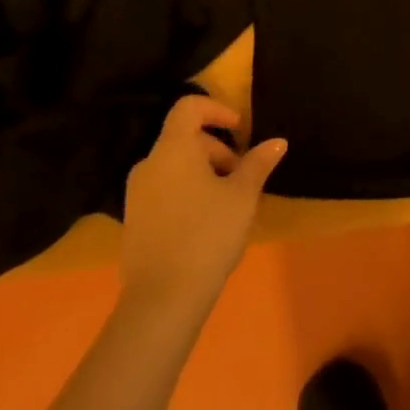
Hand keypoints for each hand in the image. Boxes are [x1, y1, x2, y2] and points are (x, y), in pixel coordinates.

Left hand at [117, 96, 285, 316]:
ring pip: (175, 166)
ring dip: (203, 173)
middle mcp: (149, 165)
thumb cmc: (207, 235)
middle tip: (242, 176)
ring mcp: (136, 195)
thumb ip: (258, 163)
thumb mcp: (242, 196)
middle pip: (184, 138)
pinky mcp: (133, 222)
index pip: (189, 108)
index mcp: (172, 149)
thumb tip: (277, 142)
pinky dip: (187, 192)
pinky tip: (206, 223)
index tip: (240, 130)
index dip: (217, 110)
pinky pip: (164, 191)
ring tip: (228, 202)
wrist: (161, 301)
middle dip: (217, 150)